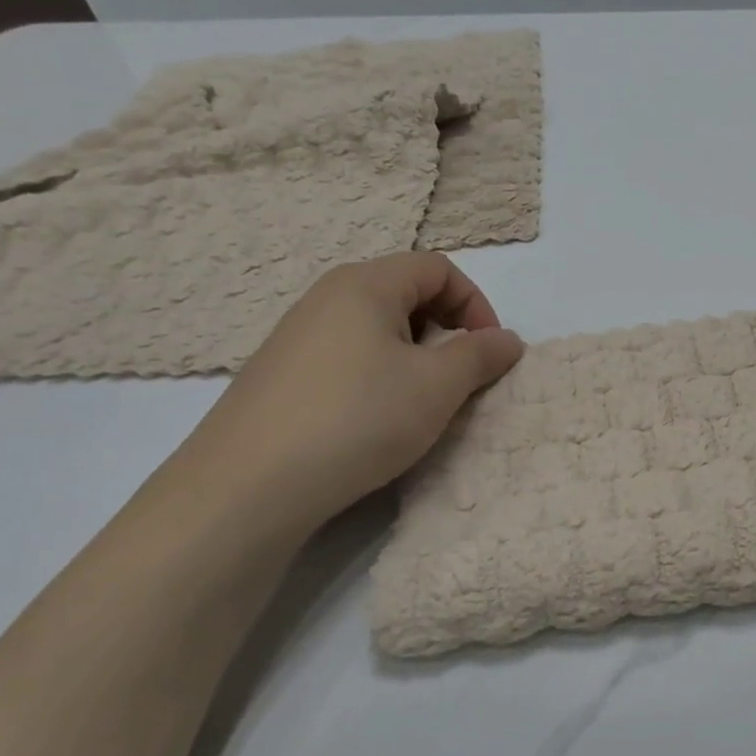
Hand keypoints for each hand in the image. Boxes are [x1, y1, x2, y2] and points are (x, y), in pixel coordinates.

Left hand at [179, 253, 523, 536]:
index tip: (489, 353)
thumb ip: (481, 355)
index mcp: (365, 284)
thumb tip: (508, 340)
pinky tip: (373, 421)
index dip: (476, 304)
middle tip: (458, 378)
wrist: (247, 487)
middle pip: (406, 293)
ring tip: (419, 403)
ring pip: (376, 329)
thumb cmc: (358, 418)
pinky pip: (347, 358)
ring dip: (414, 358)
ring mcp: (296, 337)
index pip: (438, 268)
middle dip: (447, 331)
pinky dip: (378, 377)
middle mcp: (326, 298)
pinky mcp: (280, 376)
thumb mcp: (437, 386)